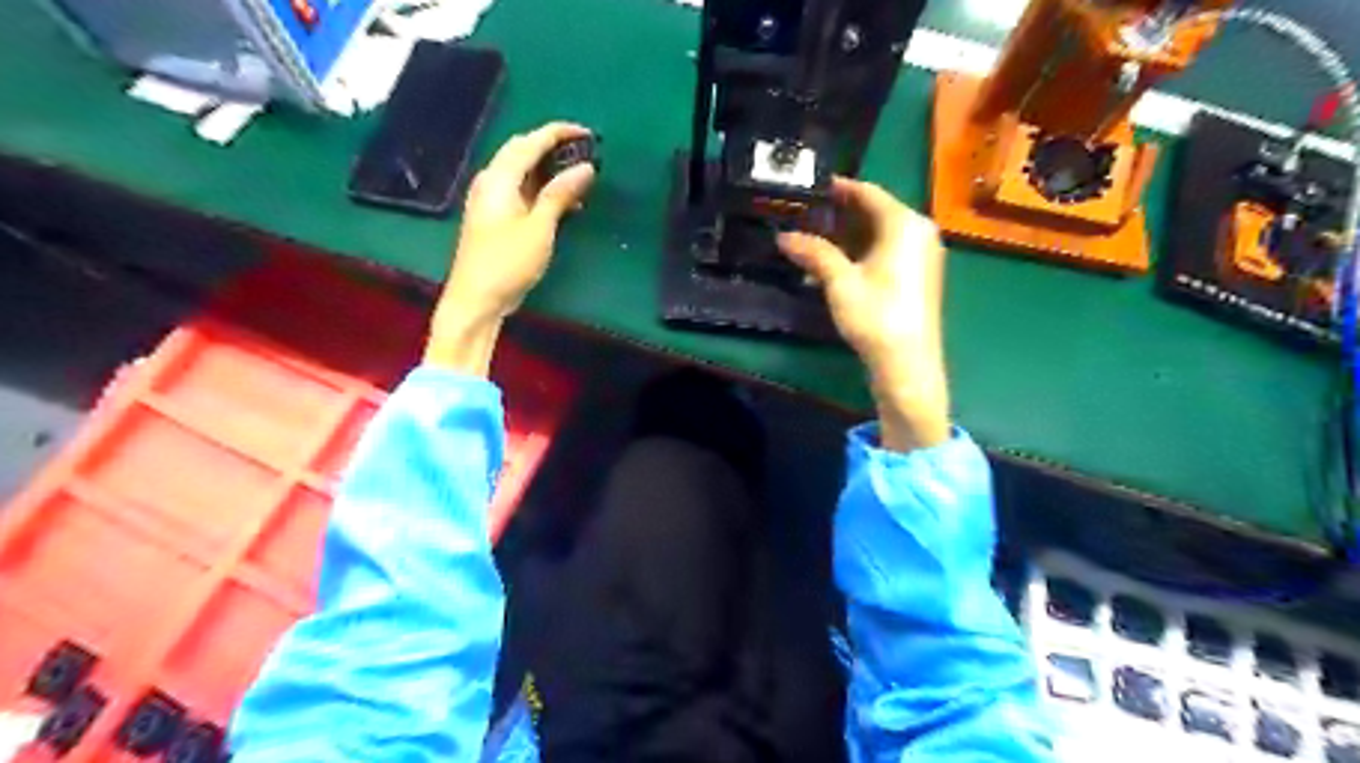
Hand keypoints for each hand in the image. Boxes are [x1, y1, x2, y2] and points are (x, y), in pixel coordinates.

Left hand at [422, 119, 596, 375]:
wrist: (476, 299)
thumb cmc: (507, 262)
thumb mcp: (539, 227)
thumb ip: (561, 194)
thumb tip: (586, 167)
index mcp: (498, 178)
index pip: (530, 142)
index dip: (559, 133)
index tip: (588, 134)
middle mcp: (491, 182)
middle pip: (522, 152)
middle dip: (553, 147)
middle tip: (585, 152)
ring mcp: (491, 200)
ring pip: (522, 172)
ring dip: (550, 170)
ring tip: (580, 177)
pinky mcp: (495, 218)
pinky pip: (522, 191)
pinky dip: (543, 190)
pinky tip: (564, 203)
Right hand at [780, 179, 949, 452]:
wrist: (907, 364)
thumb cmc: (876, 315)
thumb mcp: (840, 281)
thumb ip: (814, 252)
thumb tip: (783, 236)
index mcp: (905, 224)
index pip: (868, 192)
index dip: (839, 188)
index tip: (811, 187)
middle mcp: (920, 232)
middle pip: (876, 212)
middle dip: (840, 214)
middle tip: (806, 214)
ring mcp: (923, 256)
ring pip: (880, 234)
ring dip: (848, 236)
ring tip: (813, 239)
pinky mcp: (919, 277)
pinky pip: (888, 252)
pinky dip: (862, 253)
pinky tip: (835, 265)